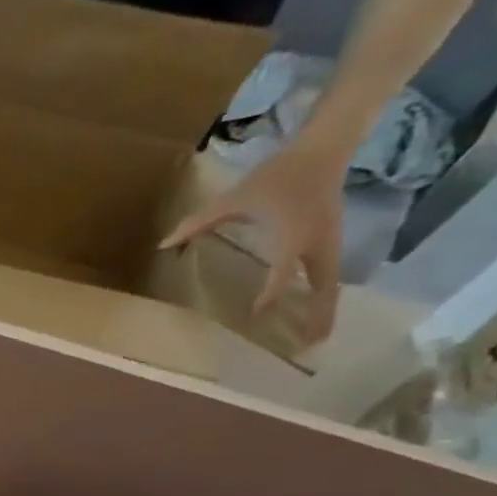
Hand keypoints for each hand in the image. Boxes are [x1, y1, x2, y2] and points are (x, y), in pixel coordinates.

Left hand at [160, 137, 347, 344]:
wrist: (323, 150)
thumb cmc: (276, 175)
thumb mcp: (233, 199)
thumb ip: (198, 223)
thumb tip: (164, 244)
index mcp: (293, 235)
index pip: (282, 271)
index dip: (271, 293)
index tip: (258, 312)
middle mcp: (317, 243)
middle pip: (322, 287)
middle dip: (315, 316)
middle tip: (307, 345)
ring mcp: (330, 242)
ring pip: (330, 283)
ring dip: (323, 310)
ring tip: (315, 338)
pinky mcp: (332, 240)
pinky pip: (329, 274)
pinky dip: (323, 295)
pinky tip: (313, 312)